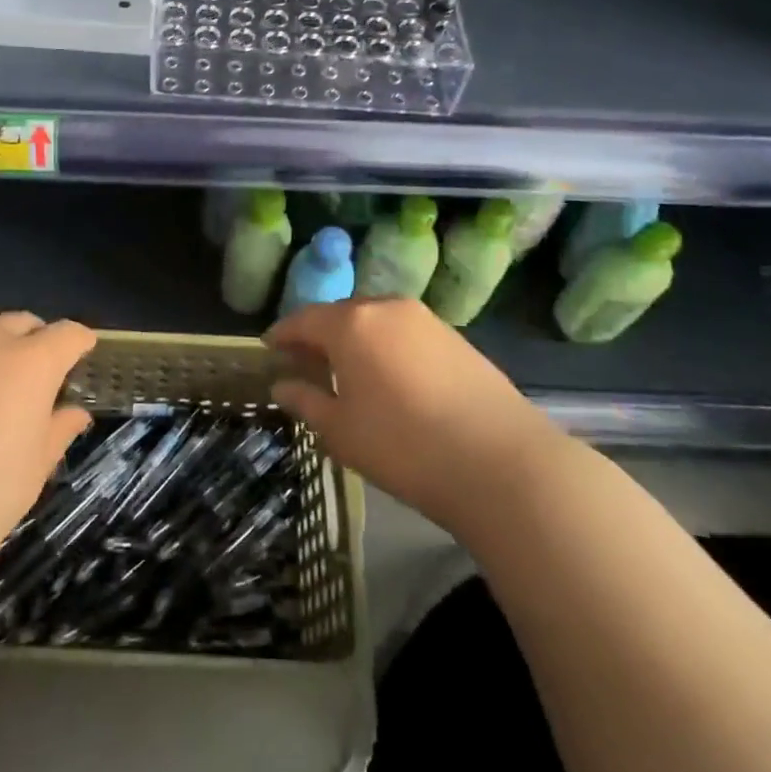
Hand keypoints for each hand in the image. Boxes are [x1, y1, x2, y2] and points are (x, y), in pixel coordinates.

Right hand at [266, 298, 558, 531]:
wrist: (502, 463)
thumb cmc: (403, 446)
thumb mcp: (340, 431)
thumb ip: (306, 401)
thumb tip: (282, 385)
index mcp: (351, 324)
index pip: (303, 319)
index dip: (282, 334)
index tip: (268, 348)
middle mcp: (386, 308)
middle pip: (341, 314)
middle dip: (320, 334)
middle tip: (306, 362)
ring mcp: (426, 320)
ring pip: (376, 321)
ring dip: (356, 338)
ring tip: (348, 370)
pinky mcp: (456, 338)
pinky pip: (405, 333)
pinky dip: (387, 346)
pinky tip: (390, 377)